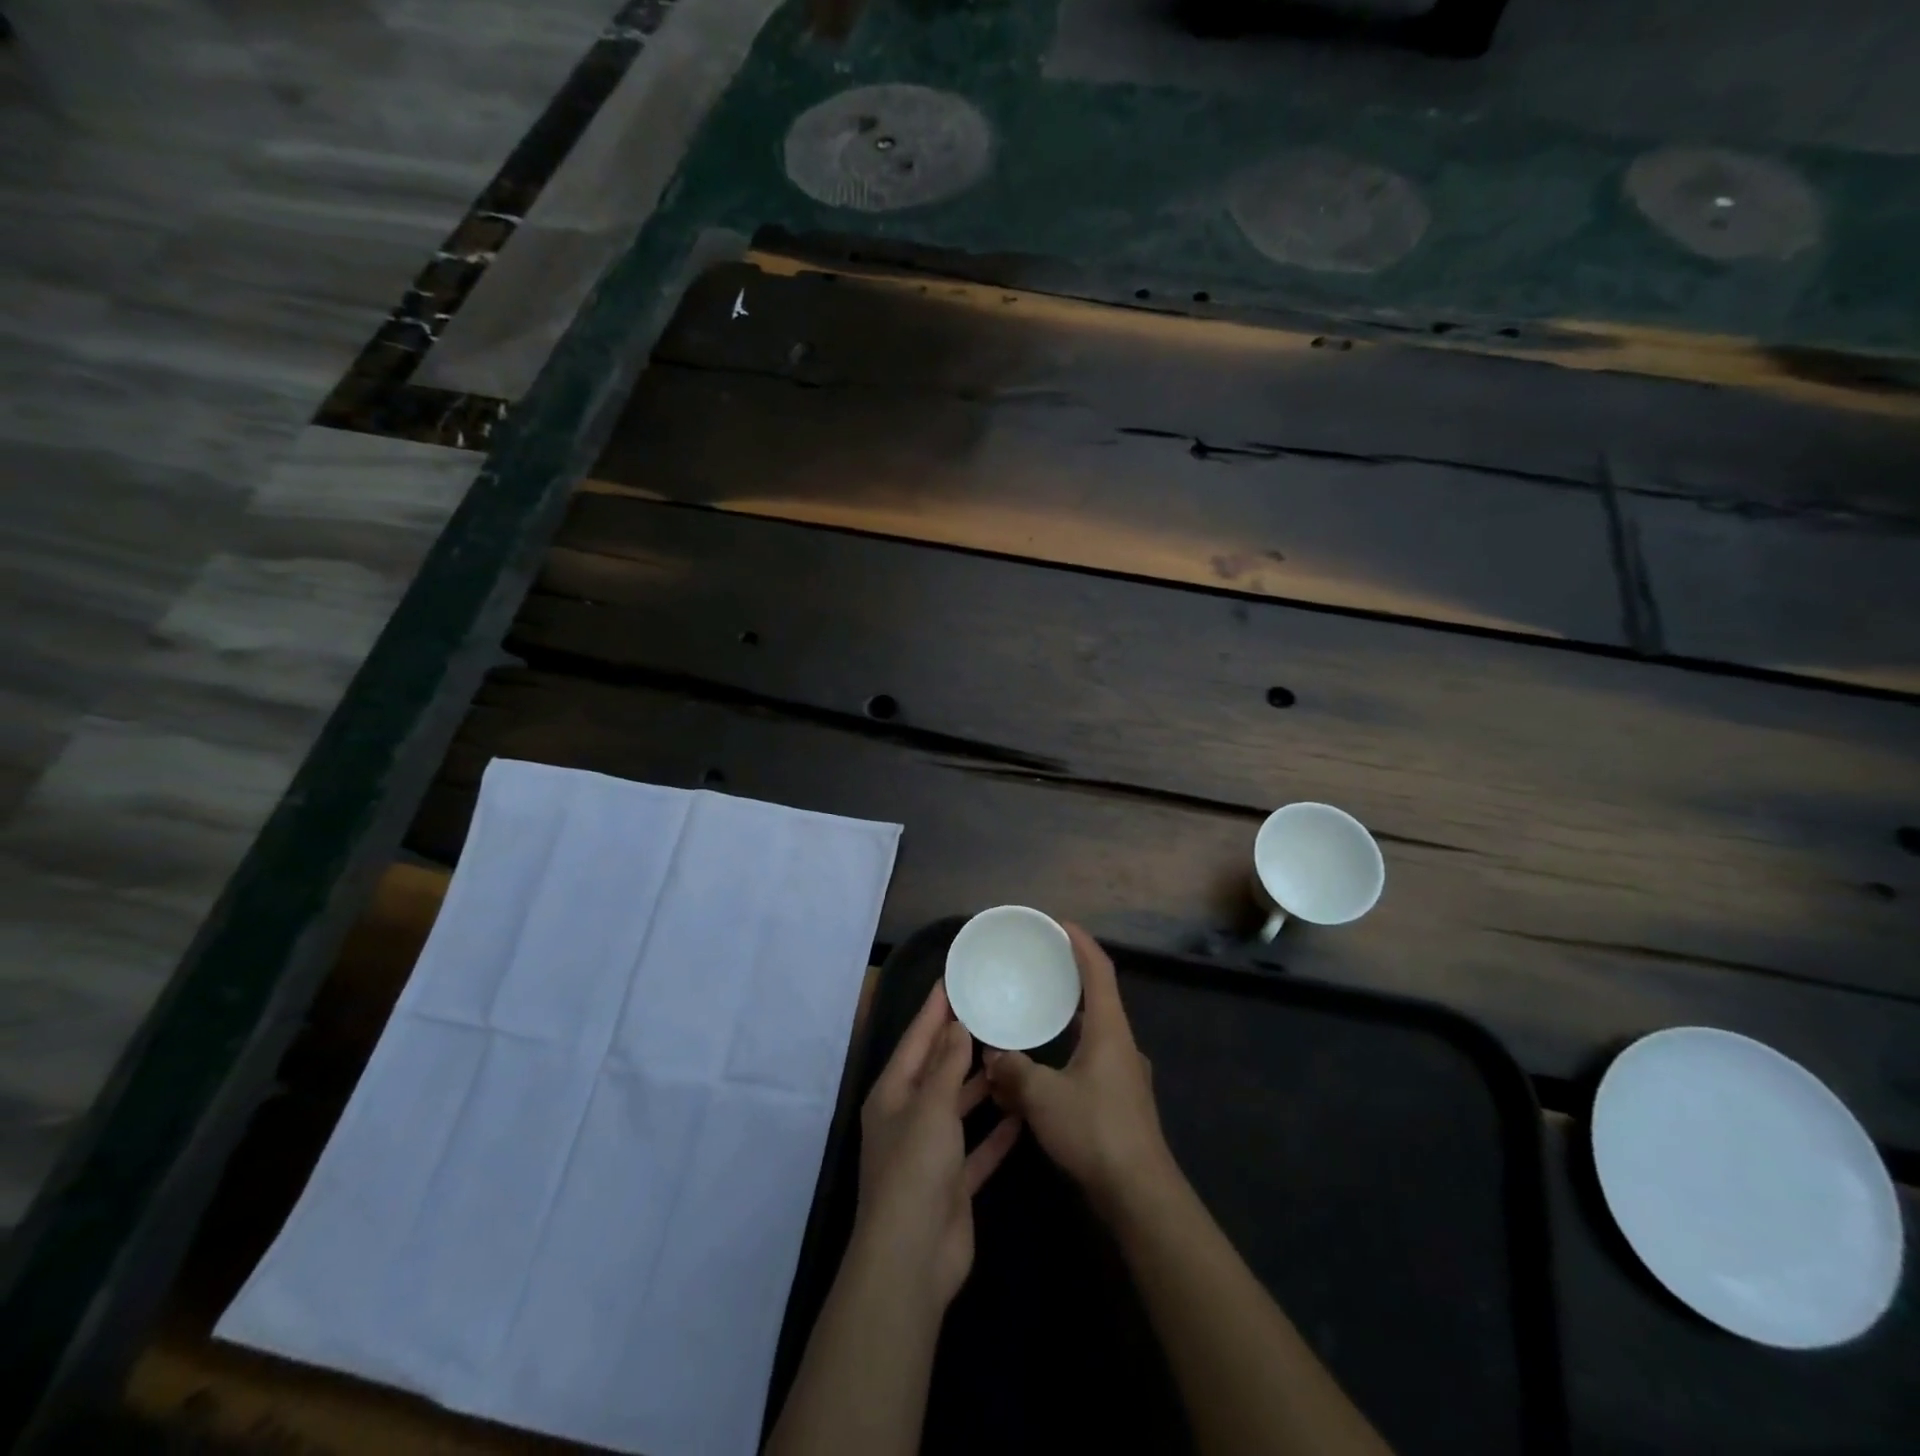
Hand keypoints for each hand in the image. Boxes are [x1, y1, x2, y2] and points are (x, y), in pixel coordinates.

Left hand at [853, 982, 1021, 1308]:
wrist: (912, 1260)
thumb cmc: (915, 1169)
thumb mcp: (931, 1107)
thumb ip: (946, 1066)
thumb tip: (955, 1024)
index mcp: (893, 1094)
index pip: (916, 1040)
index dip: (933, 1010)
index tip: (952, 980)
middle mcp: (909, 1118)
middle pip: (937, 1070)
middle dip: (959, 1043)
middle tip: (990, 1011)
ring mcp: (931, 1153)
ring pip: (959, 1107)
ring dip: (981, 1086)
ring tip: (1010, 1054)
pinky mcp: (953, 1183)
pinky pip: (978, 1148)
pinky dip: (997, 1133)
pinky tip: (1023, 1114)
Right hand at [984, 923, 1176, 1217]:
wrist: (1140, 1193)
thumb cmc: (1095, 1130)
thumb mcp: (1043, 1097)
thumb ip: (1014, 1071)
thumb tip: (992, 1057)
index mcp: (1109, 1031)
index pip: (1099, 972)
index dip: (1082, 944)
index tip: (1061, 925)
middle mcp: (1122, 1045)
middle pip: (1099, 1000)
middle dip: (1071, 982)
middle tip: (1041, 970)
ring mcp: (1127, 1075)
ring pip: (1094, 1035)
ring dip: (1067, 1024)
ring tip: (1036, 1018)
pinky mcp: (1123, 1102)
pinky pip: (1092, 1063)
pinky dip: (1068, 1056)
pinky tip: (1044, 1074)